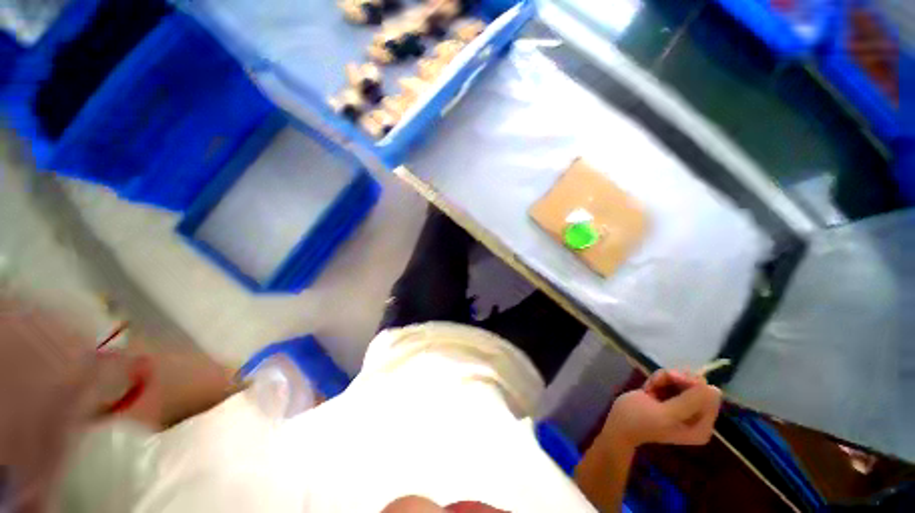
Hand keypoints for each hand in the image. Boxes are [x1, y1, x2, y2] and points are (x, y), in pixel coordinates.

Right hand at [602, 369, 721, 448]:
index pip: (709, 397)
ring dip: (665, 379)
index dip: (691, 383)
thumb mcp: (664, 413)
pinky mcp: (671, 399)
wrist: (618, 424)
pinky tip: (648, 388)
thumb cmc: (639, 420)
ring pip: (683, 382)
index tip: (672, 378)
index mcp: (701, 427)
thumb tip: (714, 389)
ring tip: (650, 386)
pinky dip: (660, 380)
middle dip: (676, 380)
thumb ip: (689, 402)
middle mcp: (697, 418)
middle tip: (656, 381)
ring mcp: (684, 408)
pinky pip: (673, 382)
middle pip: (696, 388)